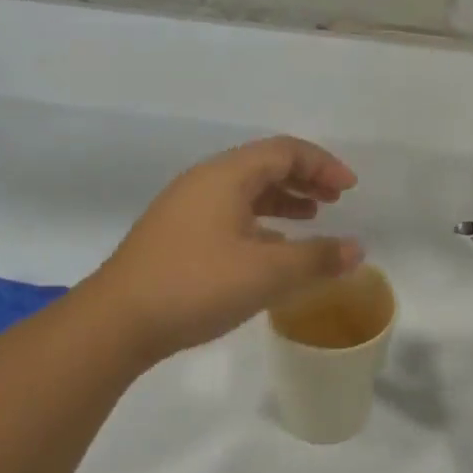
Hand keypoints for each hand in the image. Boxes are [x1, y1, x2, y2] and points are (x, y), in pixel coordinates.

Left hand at [87, 136, 363, 362]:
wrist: (117, 321)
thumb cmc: (196, 285)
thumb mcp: (266, 274)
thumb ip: (316, 259)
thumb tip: (356, 250)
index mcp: (226, 176)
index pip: (284, 151)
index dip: (322, 165)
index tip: (350, 190)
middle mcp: (205, 182)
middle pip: (264, 165)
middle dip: (304, 179)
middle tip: (334, 201)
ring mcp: (186, 208)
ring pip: (245, 191)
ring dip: (282, 200)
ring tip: (310, 218)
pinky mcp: (176, 235)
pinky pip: (229, 214)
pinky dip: (259, 222)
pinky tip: (271, 250)